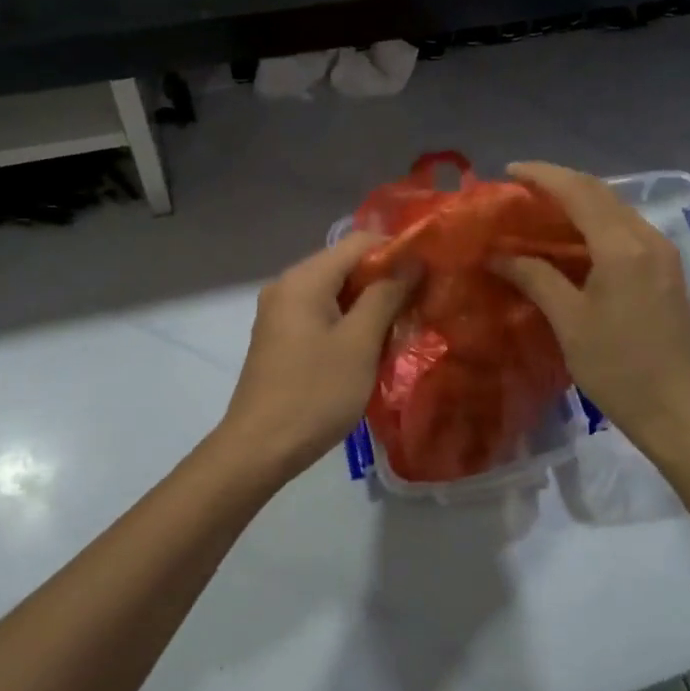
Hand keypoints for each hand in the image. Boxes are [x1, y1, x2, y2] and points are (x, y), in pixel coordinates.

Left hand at [215, 233, 418, 482]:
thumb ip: (386, 295)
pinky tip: (370, 345)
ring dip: (369, 303)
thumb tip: (412, 261)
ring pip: (335, 291)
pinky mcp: (281, 337)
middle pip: (345, 264)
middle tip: (420, 302)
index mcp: (304, 278)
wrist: (260, 448)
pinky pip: (321, 313)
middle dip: (384, 279)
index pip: (358, 242)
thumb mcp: (360, 342)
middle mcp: (287, 285)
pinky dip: (348, 320)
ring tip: (401, 324)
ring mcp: (280, 312)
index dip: (397, 250)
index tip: (429, 273)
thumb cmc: (315, 392)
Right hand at [494, 162, 689, 465]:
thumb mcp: (570, 322)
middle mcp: (647, 238)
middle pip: (600, 193)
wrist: (681, 411)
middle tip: (519, 189)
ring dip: (577, 202)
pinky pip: (625, 230)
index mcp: (622, 246)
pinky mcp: (665, 271)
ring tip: (538, 210)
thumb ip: (535, 278)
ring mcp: (661, 254)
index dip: (542, 176)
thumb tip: (497, 255)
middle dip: (559, 183)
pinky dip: (594, 224)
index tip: (508, 171)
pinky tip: (570, 240)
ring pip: (614, 210)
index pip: (579, 192)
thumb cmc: (620, 369)